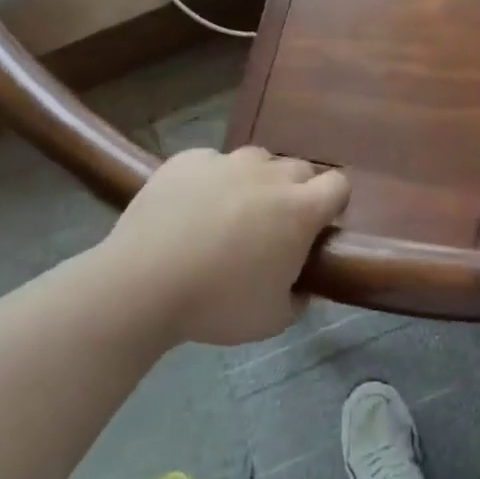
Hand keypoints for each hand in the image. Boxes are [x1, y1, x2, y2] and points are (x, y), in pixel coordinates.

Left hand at [96, 147, 349, 347]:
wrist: (141, 284)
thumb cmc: (217, 304)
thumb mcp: (273, 319)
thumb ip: (299, 297)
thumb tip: (303, 285)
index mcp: (299, 210)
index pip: (338, 184)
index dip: (333, 203)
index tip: (319, 226)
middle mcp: (270, 175)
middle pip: (299, 169)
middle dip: (295, 192)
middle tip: (273, 227)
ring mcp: (227, 162)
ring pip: (256, 160)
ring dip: (254, 182)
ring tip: (230, 214)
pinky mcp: (188, 159)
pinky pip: (211, 163)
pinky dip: (210, 181)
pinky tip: (191, 209)